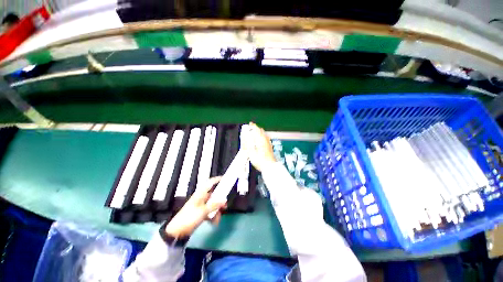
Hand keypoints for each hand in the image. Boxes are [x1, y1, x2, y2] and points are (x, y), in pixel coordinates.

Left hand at [165, 177, 225, 238]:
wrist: (177, 232)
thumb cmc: (189, 218)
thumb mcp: (203, 211)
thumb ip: (215, 205)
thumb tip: (225, 200)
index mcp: (201, 194)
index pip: (210, 182)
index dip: (217, 179)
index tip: (225, 179)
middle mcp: (202, 197)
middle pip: (214, 195)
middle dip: (220, 201)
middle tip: (225, 206)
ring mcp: (201, 205)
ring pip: (213, 204)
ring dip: (217, 211)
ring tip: (218, 219)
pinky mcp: (200, 213)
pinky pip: (210, 212)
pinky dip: (213, 216)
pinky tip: (214, 222)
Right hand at [242, 122, 275, 171]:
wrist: (270, 167)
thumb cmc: (260, 160)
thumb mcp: (250, 152)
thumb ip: (246, 143)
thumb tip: (244, 136)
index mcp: (261, 139)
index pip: (256, 129)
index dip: (252, 126)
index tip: (249, 124)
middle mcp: (265, 140)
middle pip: (261, 131)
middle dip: (255, 129)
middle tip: (251, 129)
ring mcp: (268, 143)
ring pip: (264, 135)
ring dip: (259, 133)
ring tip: (254, 135)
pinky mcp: (270, 147)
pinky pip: (266, 139)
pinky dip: (262, 137)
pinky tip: (260, 142)